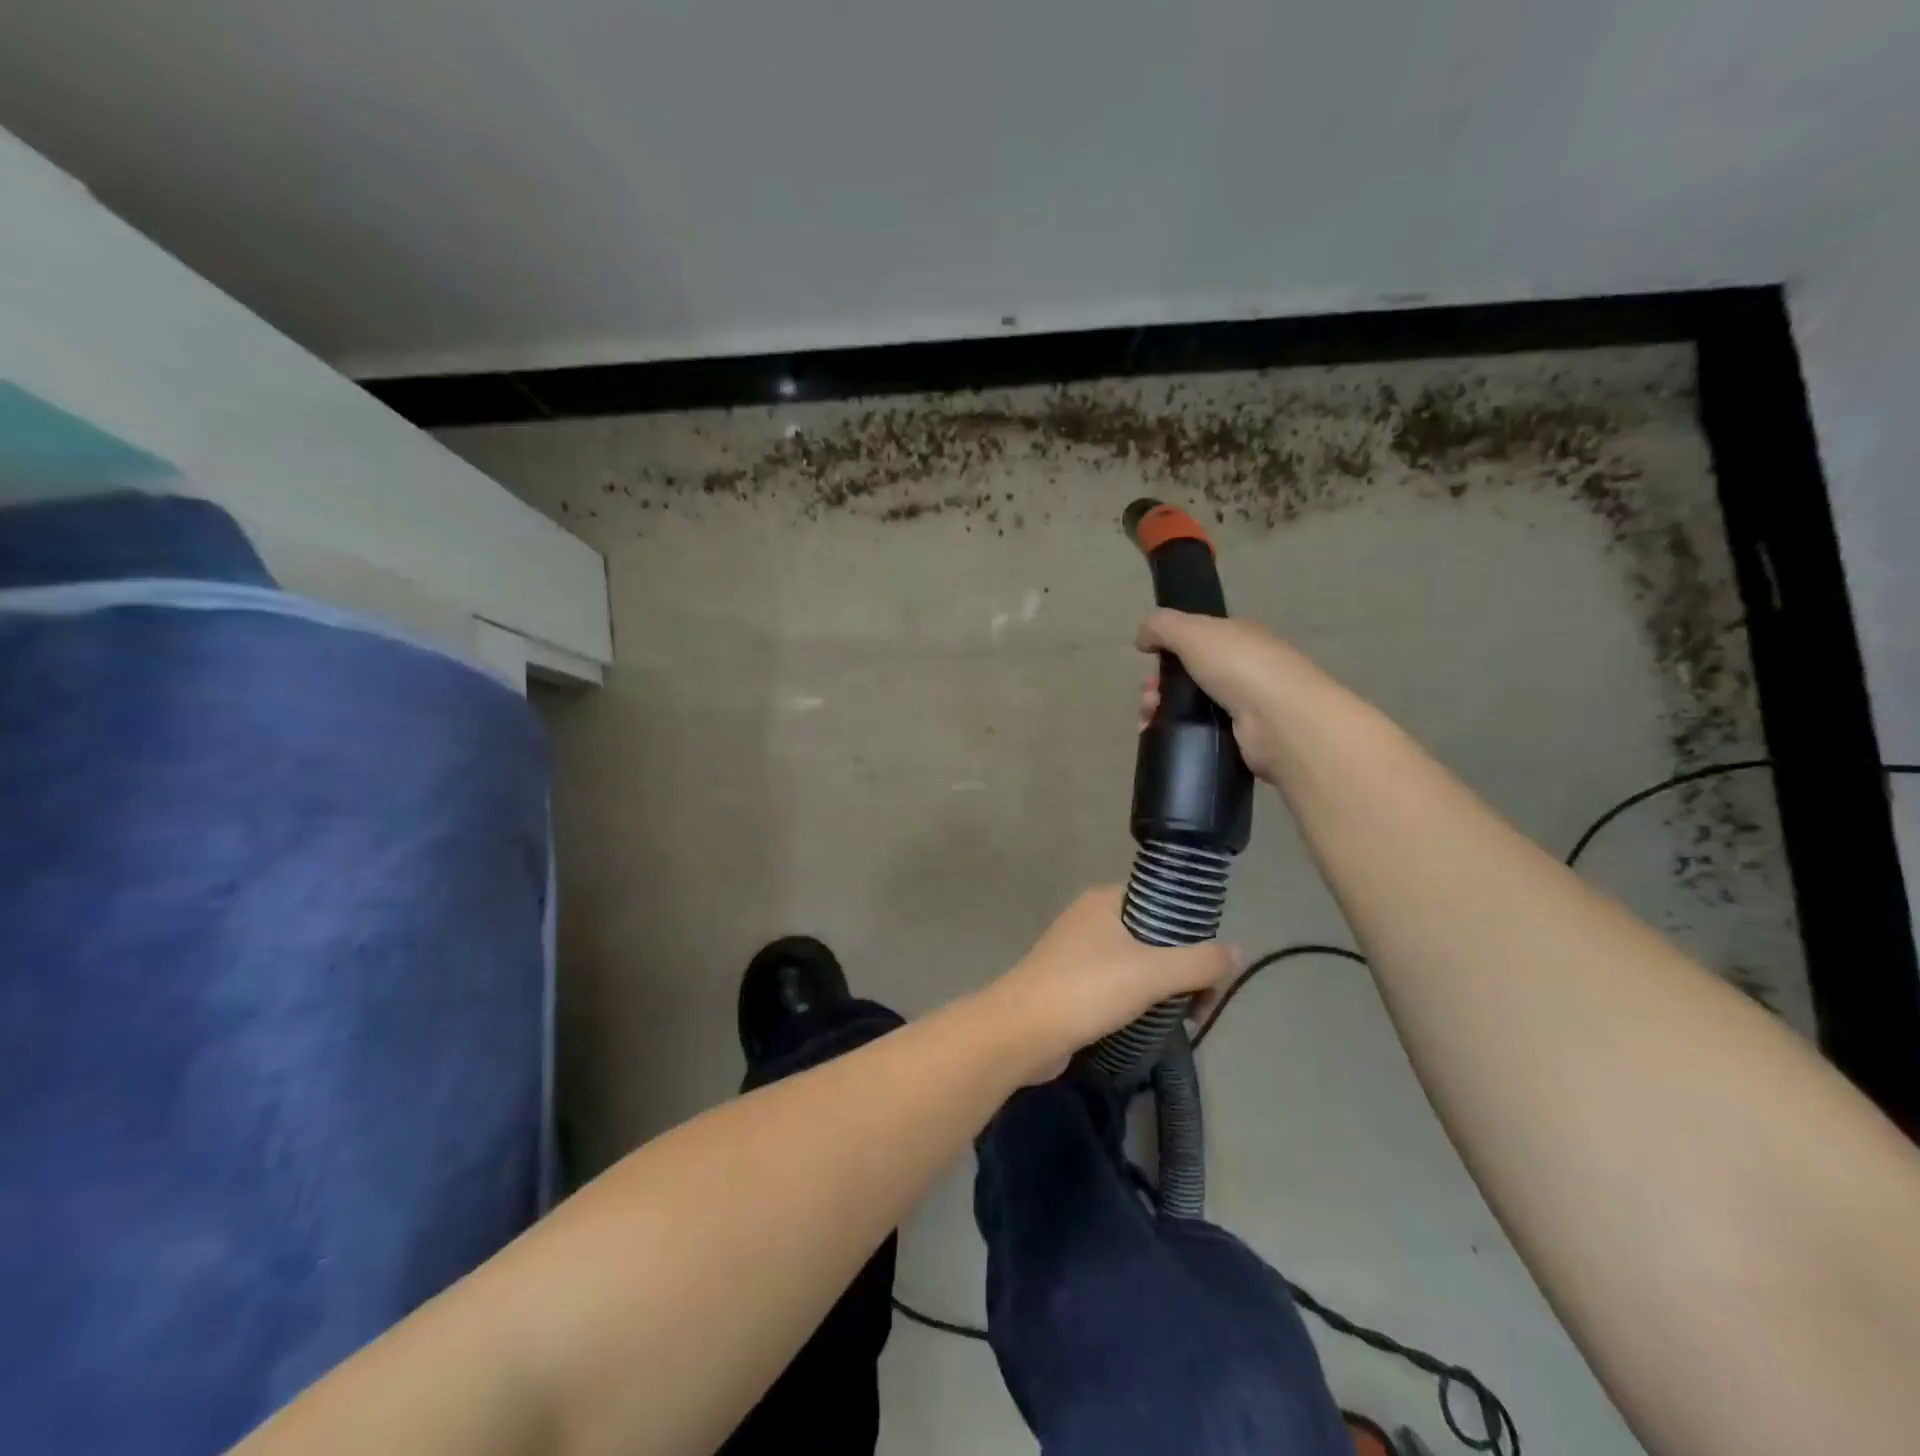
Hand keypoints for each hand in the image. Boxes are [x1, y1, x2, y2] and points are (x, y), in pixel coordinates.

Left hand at [987, 887, 1233, 1082]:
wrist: (1021, 1032)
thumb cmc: (1086, 989)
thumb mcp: (1152, 972)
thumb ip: (1199, 962)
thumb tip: (1236, 951)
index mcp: (1105, 900)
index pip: (1160, 899)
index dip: (1191, 927)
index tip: (1212, 963)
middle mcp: (1090, 919)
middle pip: (1153, 934)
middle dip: (1182, 966)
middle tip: (1201, 1001)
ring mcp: (1077, 953)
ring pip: (1136, 963)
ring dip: (1162, 988)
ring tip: (1184, 1018)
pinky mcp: (1072, 985)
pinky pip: (1117, 986)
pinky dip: (1138, 1002)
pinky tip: (1154, 1025)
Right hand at [1136, 609, 1316, 783]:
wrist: (1280, 721)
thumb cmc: (1239, 666)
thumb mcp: (1193, 631)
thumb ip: (1161, 626)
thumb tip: (1142, 638)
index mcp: (1237, 637)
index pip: (1195, 639)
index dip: (1167, 649)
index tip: (1148, 661)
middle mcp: (1242, 668)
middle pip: (1186, 674)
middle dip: (1158, 684)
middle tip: (1149, 698)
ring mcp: (1241, 705)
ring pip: (1187, 705)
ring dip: (1159, 709)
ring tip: (1148, 719)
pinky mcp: (1237, 738)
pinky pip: (1196, 731)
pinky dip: (1173, 732)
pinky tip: (1156, 735)